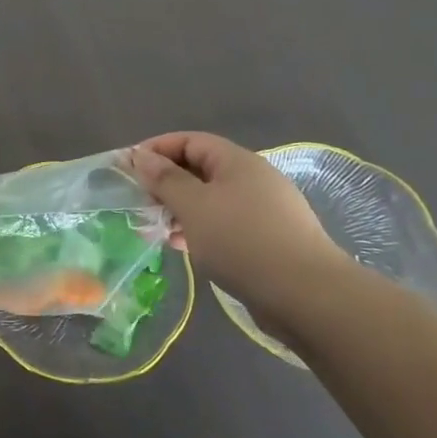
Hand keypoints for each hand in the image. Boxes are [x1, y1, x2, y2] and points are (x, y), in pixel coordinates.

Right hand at [126, 133, 351, 335]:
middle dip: (166, 183)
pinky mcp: (269, 240)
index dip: (157, 149)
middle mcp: (253, 179)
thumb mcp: (193, 206)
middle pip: (200, 169)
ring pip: (212, 199)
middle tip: (139, 203)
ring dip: (181, 209)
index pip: (190, 141)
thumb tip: (141, 156)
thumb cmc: (242, 241)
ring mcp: (265, 211)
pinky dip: (200, 229)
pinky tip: (184, 247)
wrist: (307, 296)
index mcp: (237, 162)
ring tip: (156, 230)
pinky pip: (225, 224)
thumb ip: (164, 179)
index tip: (128, 169)